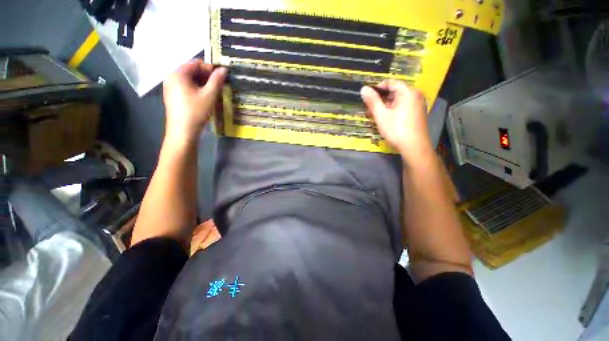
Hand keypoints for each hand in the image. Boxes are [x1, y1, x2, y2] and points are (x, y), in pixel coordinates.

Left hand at [162, 60, 226, 141]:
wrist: (183, 131)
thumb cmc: (196, 111)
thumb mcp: (209, 95)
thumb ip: (217, 80)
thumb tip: (224, 69)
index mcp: (178, 74)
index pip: (195, 63)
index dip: (210, 68)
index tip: (222, 76)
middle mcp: (171, 77)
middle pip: (191, 71)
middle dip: (206, 76)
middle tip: (219, 84)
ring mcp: (170, 87)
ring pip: (189, 80)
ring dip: (202, 83)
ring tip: (214, 91)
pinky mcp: (172, 96)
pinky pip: (185, 87)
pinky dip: (196, 89)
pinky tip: (204, 97)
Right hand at [360, 81, 432, 162]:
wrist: (414, 146)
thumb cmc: (396, 129)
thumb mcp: (381, 115)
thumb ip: (372, 101)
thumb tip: (363, 88)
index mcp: (408, 92)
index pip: (391, 83)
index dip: (377, 88)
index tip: (367, 95)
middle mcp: (416, 95)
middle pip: (395, 92)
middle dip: (381, 98)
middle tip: (369, 107)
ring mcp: (418, 105)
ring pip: (399, 101)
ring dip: (386, 105)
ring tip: (375, 114)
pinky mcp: (418, 114)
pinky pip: (403, 107)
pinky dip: (393, 110)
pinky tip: (386, 118)